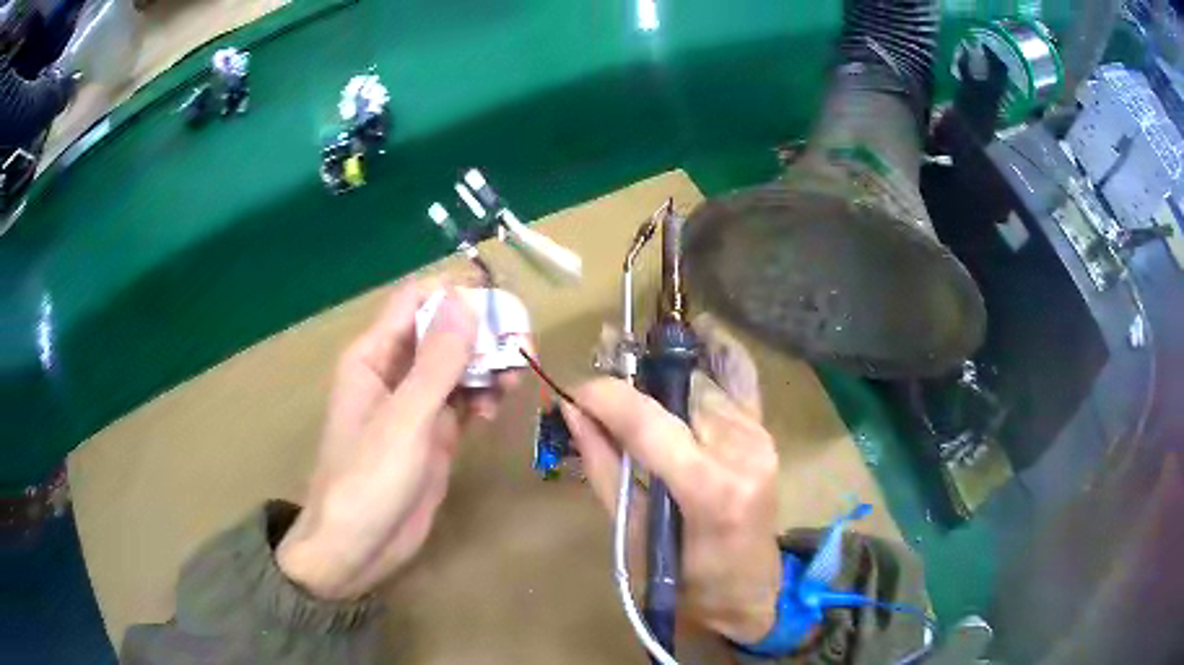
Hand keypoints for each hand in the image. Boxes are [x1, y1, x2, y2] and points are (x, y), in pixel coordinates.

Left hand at [276, 277, 517, 599]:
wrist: (356, 548)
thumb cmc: (367, 480)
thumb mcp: (404, 419)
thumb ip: (436, 362)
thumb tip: (465, 301)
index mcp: (374, 356)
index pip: (416, 301)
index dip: (456, 295)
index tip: (500, 306)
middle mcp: (394, 372)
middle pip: (443, 332)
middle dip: (481, 334)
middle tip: (520, 347)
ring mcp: (415, 406)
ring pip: (457, 367)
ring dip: (487, 366)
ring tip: (512, 383)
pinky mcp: (433, 435)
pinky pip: (462, 401)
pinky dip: (482, 397)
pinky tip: (495, 409)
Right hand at [563, 317, 782, 642]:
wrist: (747, 590)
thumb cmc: (684, 580)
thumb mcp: (631, 533)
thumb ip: (603, 467)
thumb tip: (572, 412)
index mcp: (710, 488)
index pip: (648, 421)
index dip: (605, 397)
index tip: (574, 393)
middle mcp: (742, 450)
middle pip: (677, 391)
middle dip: (632, 386)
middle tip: (600, 398)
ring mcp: (760, 437)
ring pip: (701, 382)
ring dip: (663, 382)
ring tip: (634, 391)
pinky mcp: (766, 433)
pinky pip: (741, 378)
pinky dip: (717, 354)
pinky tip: (699, 336)